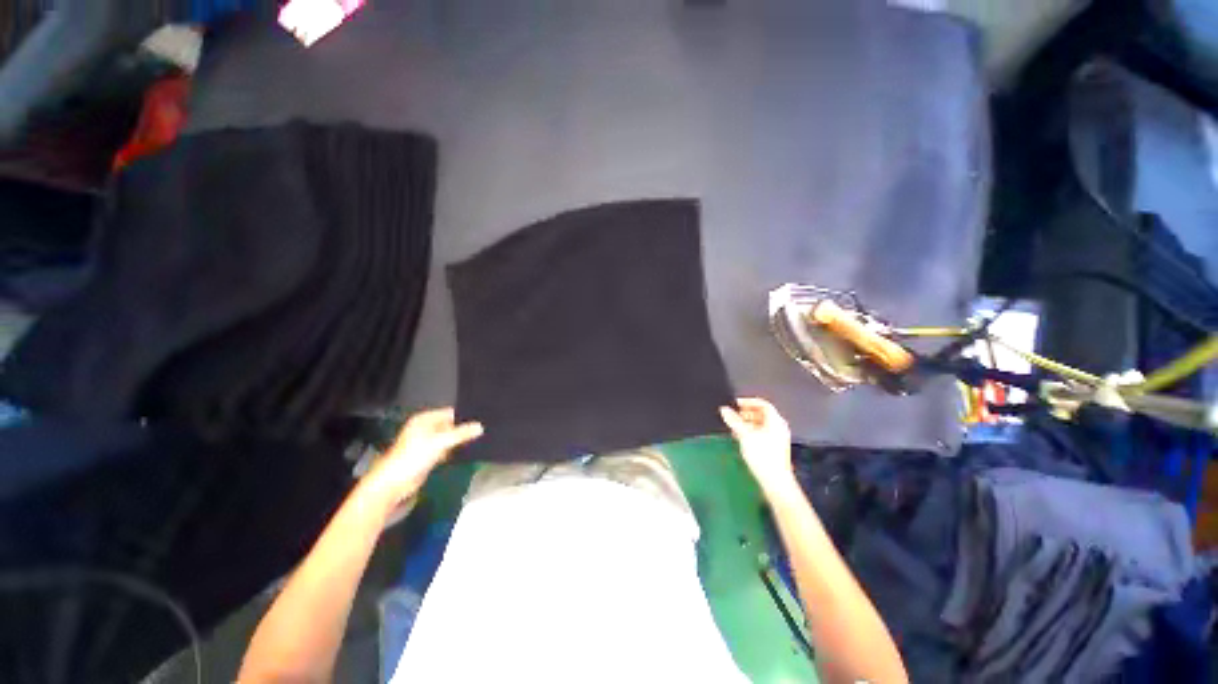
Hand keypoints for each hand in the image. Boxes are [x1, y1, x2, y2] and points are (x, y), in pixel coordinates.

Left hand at [361, 408, 483, 509]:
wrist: (394, 484)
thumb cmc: (413, 457)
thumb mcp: (440, 442)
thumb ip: (461, 434)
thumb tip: (480, 427)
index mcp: (424, 420)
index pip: (450, 412)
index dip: (465, 416)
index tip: (482, 419)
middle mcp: (425, 428)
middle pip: (450, 425)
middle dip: (463, 428)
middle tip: (483, 429)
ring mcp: (426, 443)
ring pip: (448, 437)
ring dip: (459, 440)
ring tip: (479, 438)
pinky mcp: (428, 456)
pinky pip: (445, 449)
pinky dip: (454, 450)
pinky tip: (467, 450)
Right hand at [720, 398, 796, 495]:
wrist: (775, 480)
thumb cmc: (762, 455)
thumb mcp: (745, 435)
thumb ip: (734, 421)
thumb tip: (724, 409)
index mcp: (775, 421)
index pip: (763, 404)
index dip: (748, 401)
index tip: (736, 403)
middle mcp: (779, 427)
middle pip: (762, 414)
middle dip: (747, 413)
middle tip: (734, 415)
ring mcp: (778, 438)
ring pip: (761, 424)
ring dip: (747, 423)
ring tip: (735, 427)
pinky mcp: (775, 448)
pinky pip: (762, 433)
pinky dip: (751, 432)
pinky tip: (741, 438)